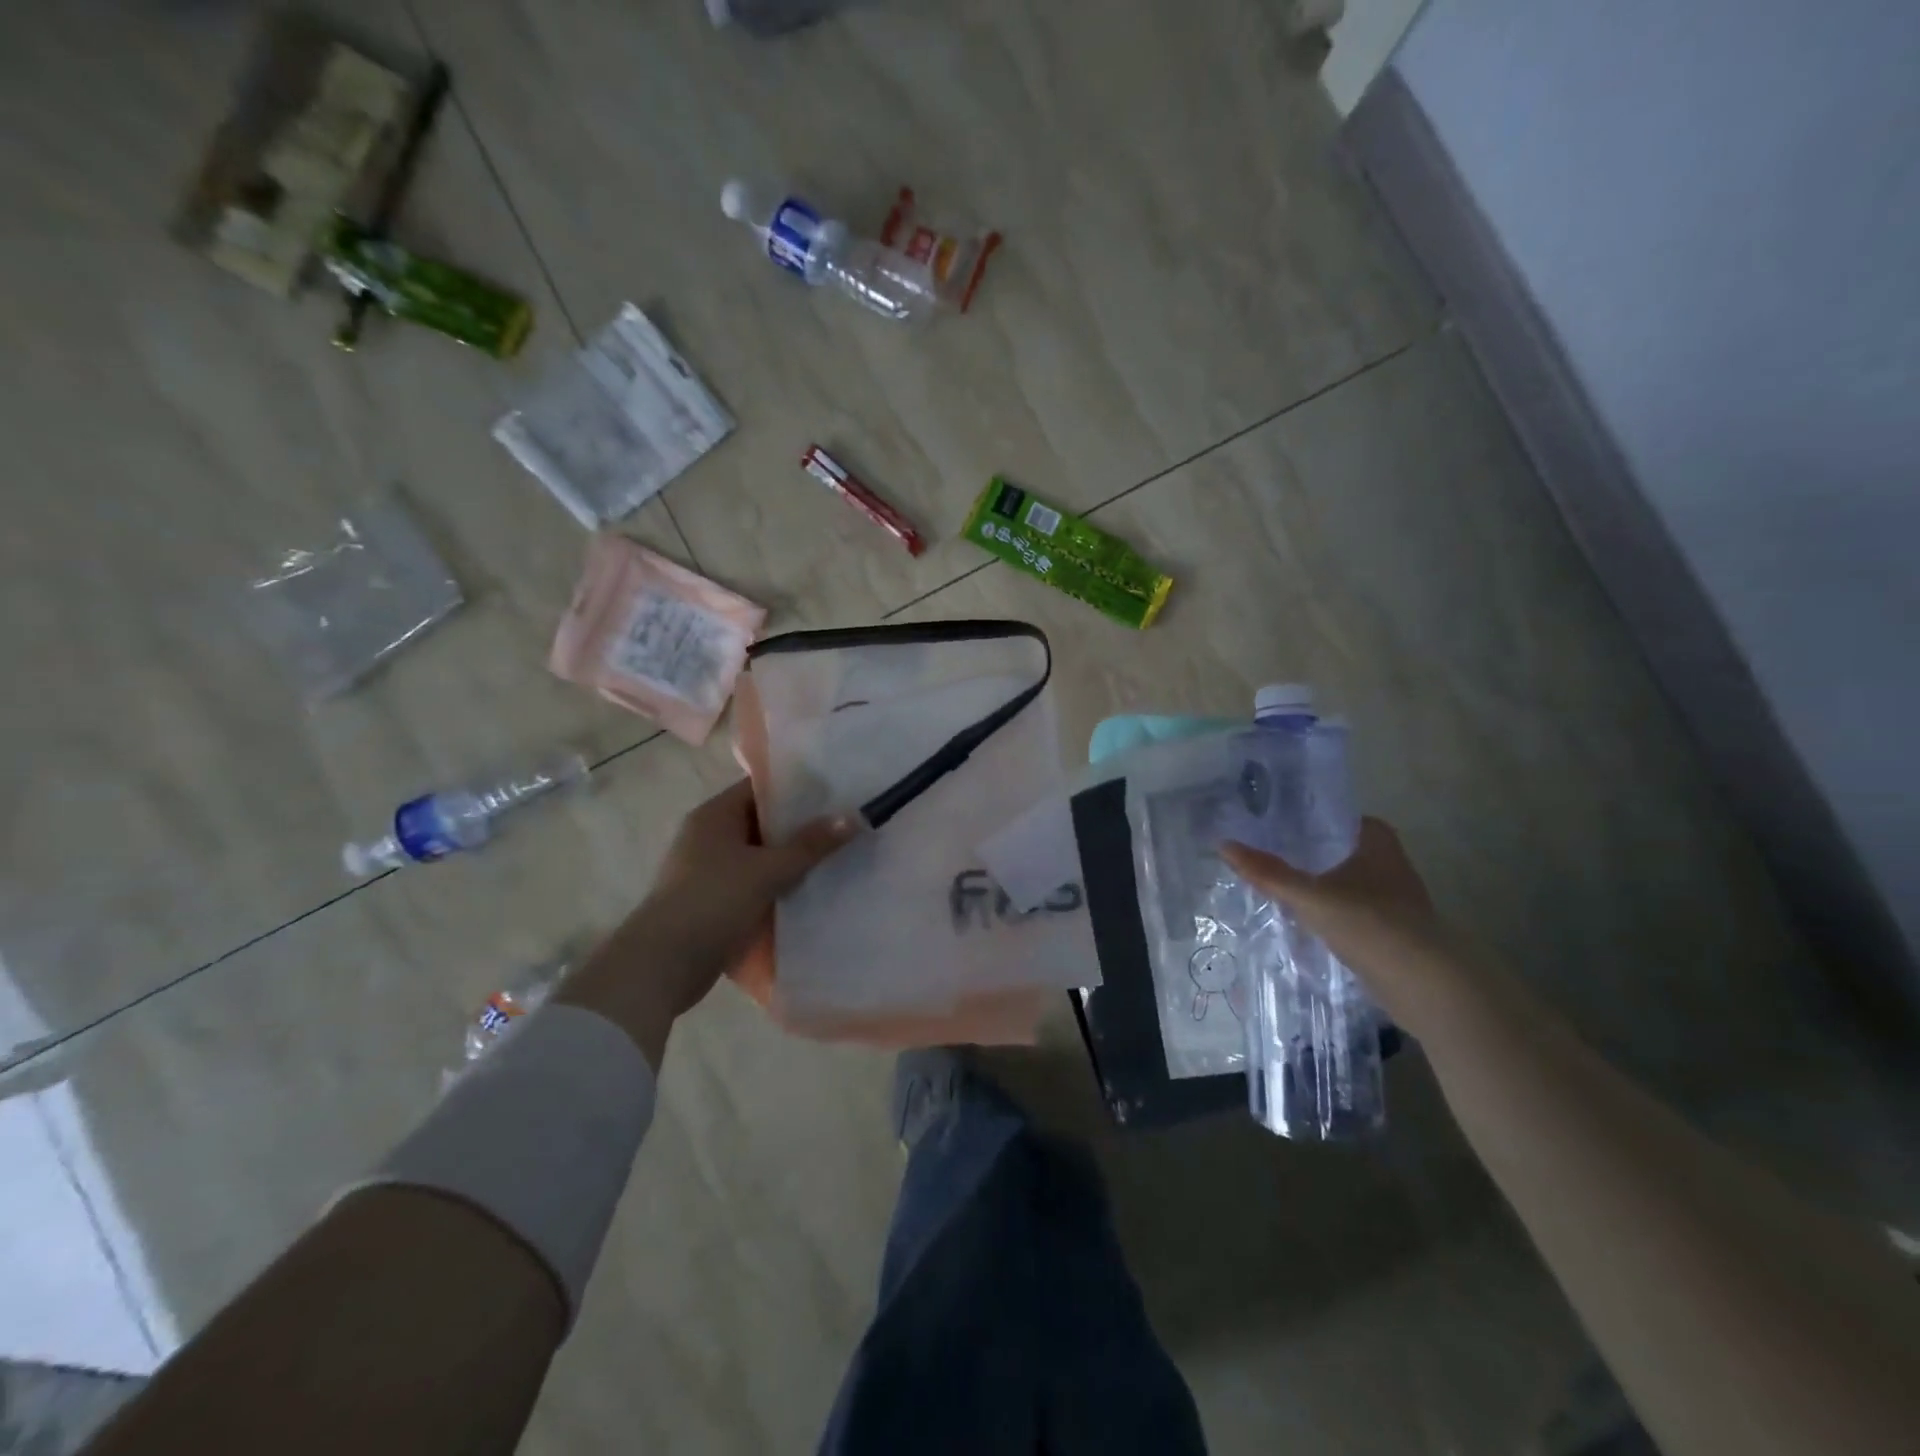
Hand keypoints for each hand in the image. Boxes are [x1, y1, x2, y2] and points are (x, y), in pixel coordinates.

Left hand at [556, 780, 857, 1067]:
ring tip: (836, 856)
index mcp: (714, 815)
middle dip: (800, 826)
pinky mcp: (712, 901)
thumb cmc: (713, 901)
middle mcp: (708, 836)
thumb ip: (811, 844)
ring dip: (791, 859)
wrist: (662, 965)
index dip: (798, 788)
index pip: (761, 788)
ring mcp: (708, 870)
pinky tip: (809, 891)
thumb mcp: (768, 870)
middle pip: (762, 822)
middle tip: (844, 825)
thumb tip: (854, 817)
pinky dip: (777, 885)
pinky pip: (753, 883)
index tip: (836, 792)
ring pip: (759, 855)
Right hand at [1221, 818, 1478, 1032]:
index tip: (1269, 821)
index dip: (1303, 817)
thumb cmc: (1371, 924)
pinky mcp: (1388, 930)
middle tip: (1261, 849)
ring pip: (1341, 880)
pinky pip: (1347, 909)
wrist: (1426, 985)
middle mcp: (1388, 863)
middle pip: (1336, 848)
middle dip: (1304, 851)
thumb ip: (1267, 873)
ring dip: (1314, 882)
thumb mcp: (1310, 896)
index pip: (1334, 816)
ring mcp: (1391, 898)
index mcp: (1376, 841)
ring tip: (1271, 881)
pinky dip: (1325, 911)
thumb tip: (1223, 844)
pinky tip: (1298, 917)